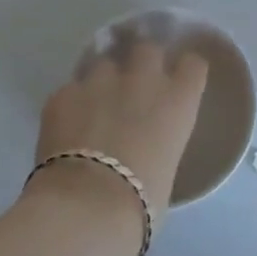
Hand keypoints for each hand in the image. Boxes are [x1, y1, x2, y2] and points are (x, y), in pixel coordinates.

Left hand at [34, 40, 208, 214]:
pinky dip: (70, 103)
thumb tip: (145, 149)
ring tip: (95, 102)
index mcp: (177, 100)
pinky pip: (70, 90)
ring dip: (103, 79)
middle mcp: (143, 80)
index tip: (180, 79)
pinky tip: (65, 124)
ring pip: (104, 63)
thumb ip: (160, 144)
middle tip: (135, 82)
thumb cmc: (140, 203)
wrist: (85, 207)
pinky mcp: (63, 94)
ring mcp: (100, 81)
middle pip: (148, 48)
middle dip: (142, 60)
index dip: (186, 70)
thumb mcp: (167, 170)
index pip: (193, 64)